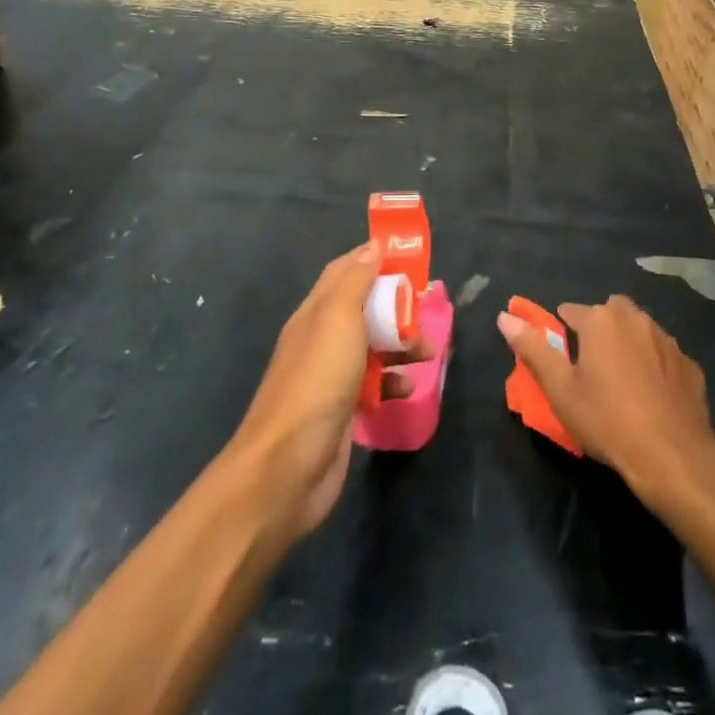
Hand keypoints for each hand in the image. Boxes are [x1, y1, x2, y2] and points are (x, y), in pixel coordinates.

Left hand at [226, 244, 432, 539]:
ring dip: (400, 344)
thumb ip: (356, 282)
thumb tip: (372, 246)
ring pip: (371, 347)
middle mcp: (321, 339)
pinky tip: (408, 389)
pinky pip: (373, 385)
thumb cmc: (316, 383)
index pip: (344, 272)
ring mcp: (330, 377)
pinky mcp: (341, 410)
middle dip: (395, 306)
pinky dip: (392, 382)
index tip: (408, 257)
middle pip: (362, 309)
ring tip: (428, 351)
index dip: (373, 260)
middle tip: (426, 308)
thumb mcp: (338, 321)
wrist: (286, 469)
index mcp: (315, 312)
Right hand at [497, 296, 714, 501]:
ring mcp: (667, 340)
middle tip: (591, 368)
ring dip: (627, 345)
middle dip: (598, 330)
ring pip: (638, 331)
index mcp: (601, 319)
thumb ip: (533, 349)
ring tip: (621, 383)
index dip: (561, 332)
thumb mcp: (560, 389)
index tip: (561, 359)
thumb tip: (504, 317)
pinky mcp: (689, 364)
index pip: (570, 311)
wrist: (674, 456)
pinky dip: (655, 366)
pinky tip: (652, 397)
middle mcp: (635, 318)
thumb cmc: (608, 420)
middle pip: (608, 313)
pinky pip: (663, 355)